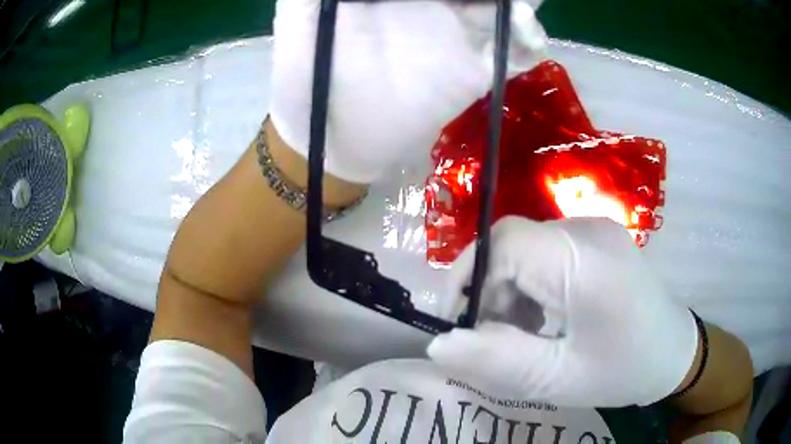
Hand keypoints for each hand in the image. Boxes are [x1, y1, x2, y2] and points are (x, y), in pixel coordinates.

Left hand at [269, 0, 547, 183]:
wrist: (330, 138)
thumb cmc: (304, 73)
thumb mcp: (301, 12)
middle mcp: (432, 5)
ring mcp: (456, 37)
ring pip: (502, 10)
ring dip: (520, 7)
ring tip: (520, 9)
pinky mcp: (471, 73)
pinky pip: (510, 53)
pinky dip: (527, 43)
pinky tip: (528, 41)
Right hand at [427, 216, 699, 407]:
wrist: (674, 352)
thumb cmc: (623, 370)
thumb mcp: (557, 379)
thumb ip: (497, 361)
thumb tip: (437, 345)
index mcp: (585, 261)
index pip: (504, 242)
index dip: (467, 278)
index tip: (457, 326)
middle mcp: (588, 230)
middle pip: (512, 244)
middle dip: (489, 292)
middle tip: (491, 339)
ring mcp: (594, 229)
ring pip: (525, 248)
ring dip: (510, 291)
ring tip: (521, 335)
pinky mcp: (596, 239)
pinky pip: (545, 252)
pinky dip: (530, 285)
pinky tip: (543, 319)